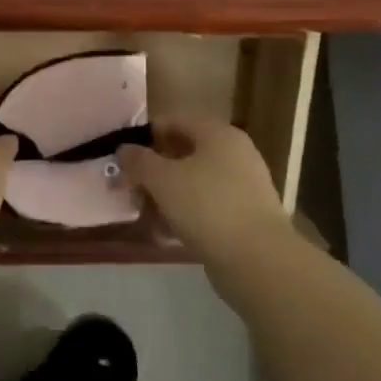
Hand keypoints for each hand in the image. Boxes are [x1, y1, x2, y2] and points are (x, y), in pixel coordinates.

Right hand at [119, 116, 292, 255]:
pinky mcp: (244, 216)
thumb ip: (138, 161)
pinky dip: (184, 215)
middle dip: (153, 171)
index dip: (145, 136)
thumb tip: (124, 149)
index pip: (175, 121)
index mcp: (218, 134)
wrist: (257, 259)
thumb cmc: (206, 207)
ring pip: (193, 182)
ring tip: (143, 216)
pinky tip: (164, 235)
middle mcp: (234, 154)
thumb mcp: (162, 180)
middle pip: (183, 153)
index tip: (123, 157)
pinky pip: (205, 207)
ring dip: (165, 196)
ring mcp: (242, 186)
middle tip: (129, 189)